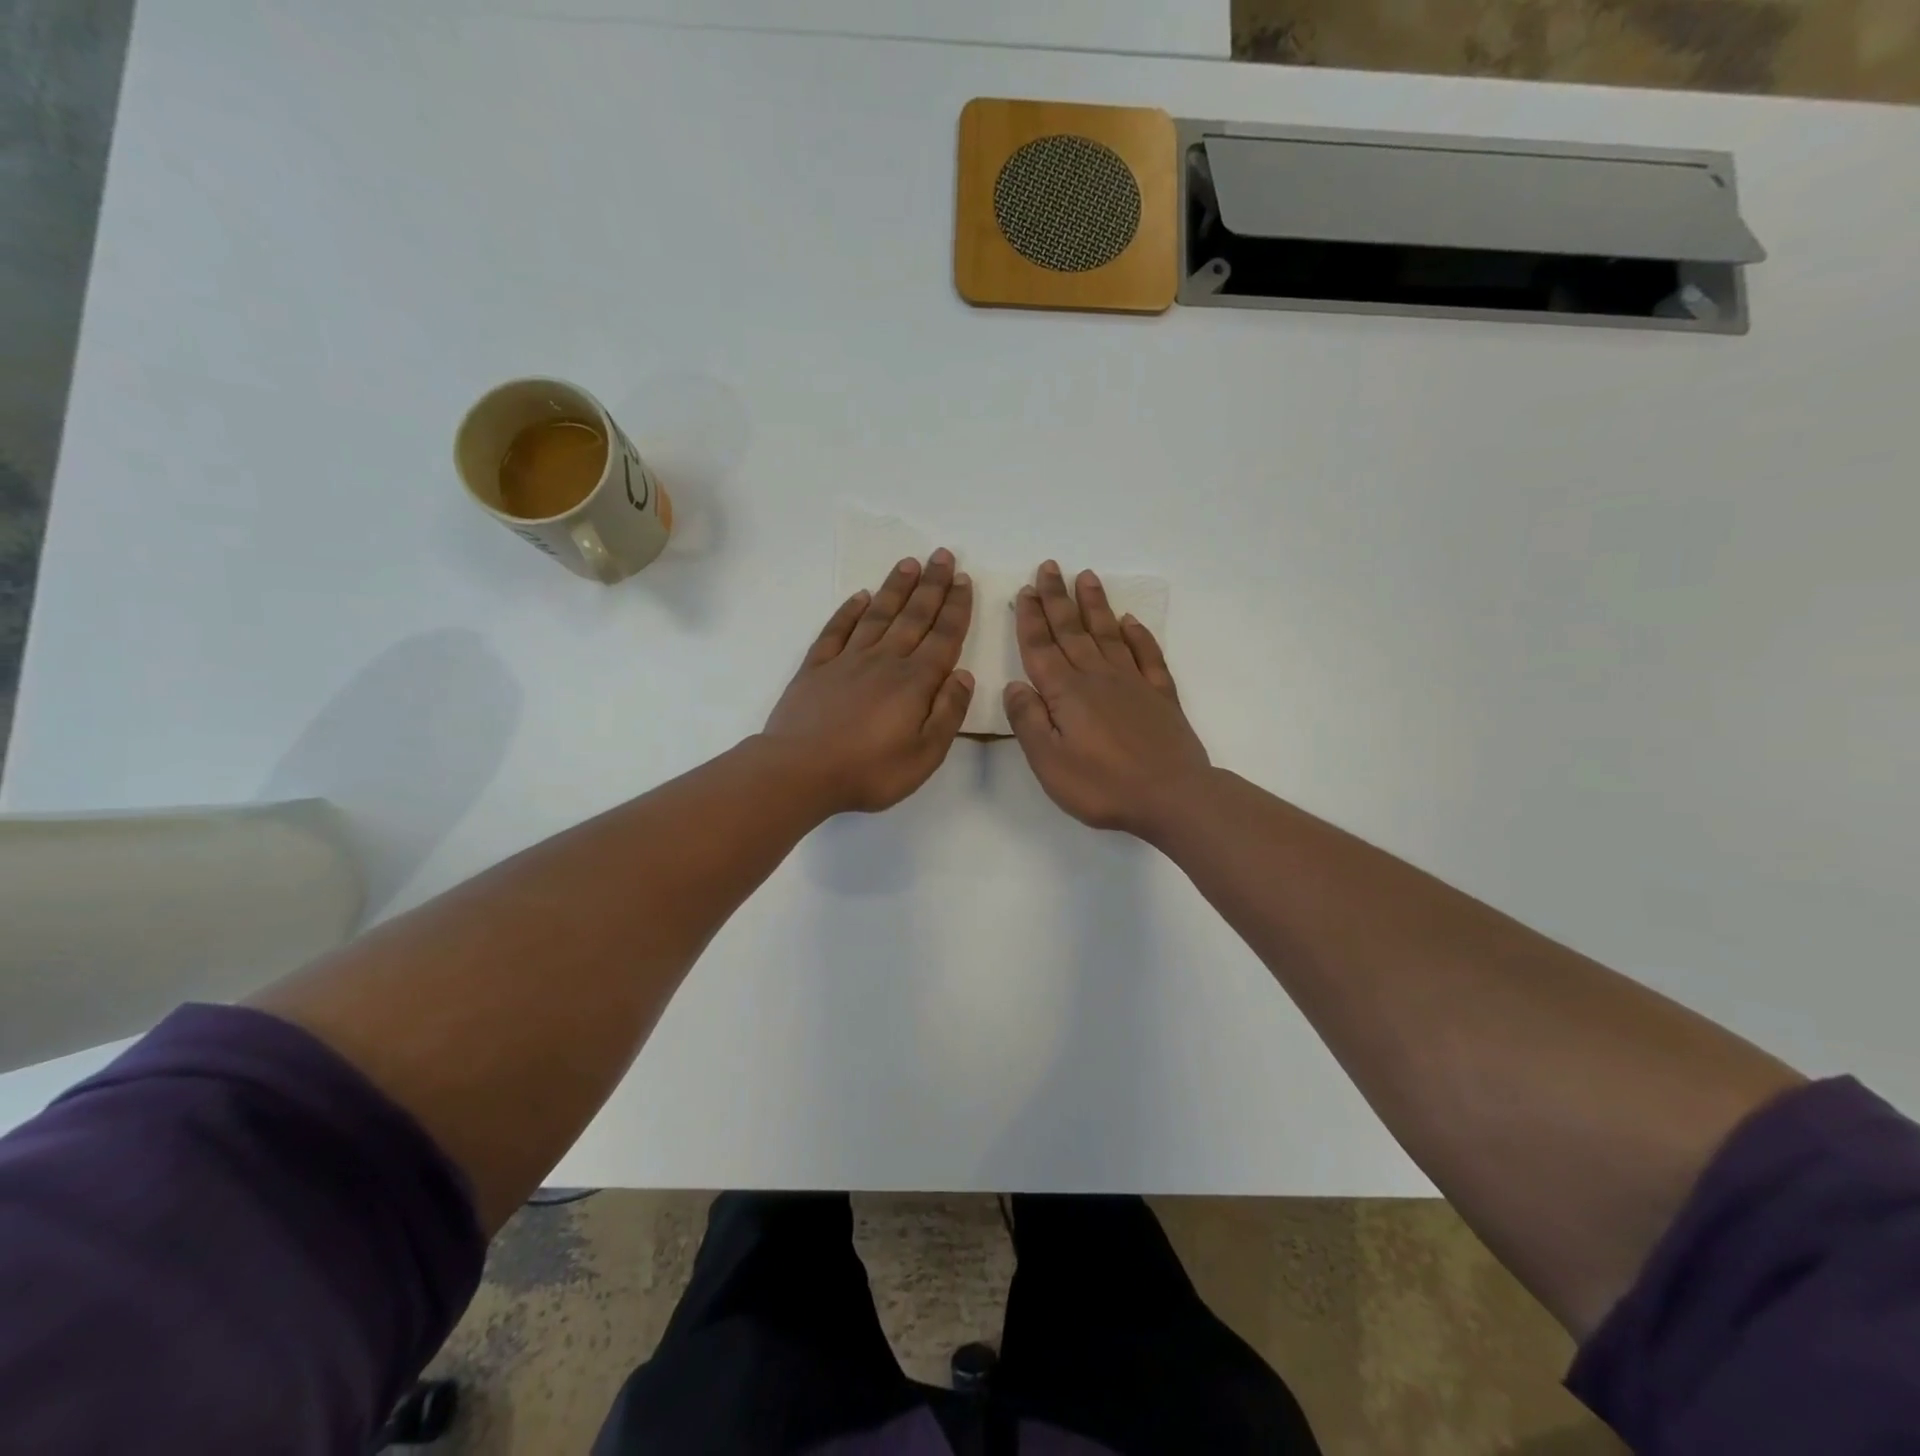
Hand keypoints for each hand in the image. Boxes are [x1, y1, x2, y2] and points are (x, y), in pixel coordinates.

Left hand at [763, 550, 974, 813]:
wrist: (800, 772)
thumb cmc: (869, 771)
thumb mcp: (925, 754)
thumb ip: (948, 712)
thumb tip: (964, 675)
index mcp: (915, 682)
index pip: (943, 637)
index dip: (956, 608)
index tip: (964, 580)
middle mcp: (884, 661)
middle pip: (913, 616)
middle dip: (931, 585)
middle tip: (943, 555)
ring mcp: (847, 661)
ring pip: (877, 615)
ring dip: (895, 588)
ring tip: (908, 563)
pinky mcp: (816, 668)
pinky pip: (836, 631)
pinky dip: (849, 611)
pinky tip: (859, 597)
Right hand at [1004, 562, 1210, 836]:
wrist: (1172, 796)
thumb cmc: (1102, 785)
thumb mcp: (1049, 763)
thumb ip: (1028, 721)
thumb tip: (1015, 686)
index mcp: (1066, 693)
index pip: (1041, 648)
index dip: (1030, 619)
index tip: (1025, 591)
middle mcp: (1097, 677)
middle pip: (1072, 631)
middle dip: (1057, 598)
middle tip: (1049, 567)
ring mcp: (1133, 682)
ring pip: (1108, 633)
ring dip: (1094, 605)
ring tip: (1086, 577)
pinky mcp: (1160, 695)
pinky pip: (1147, 654)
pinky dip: (1138, 634)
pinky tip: (1130, 621)